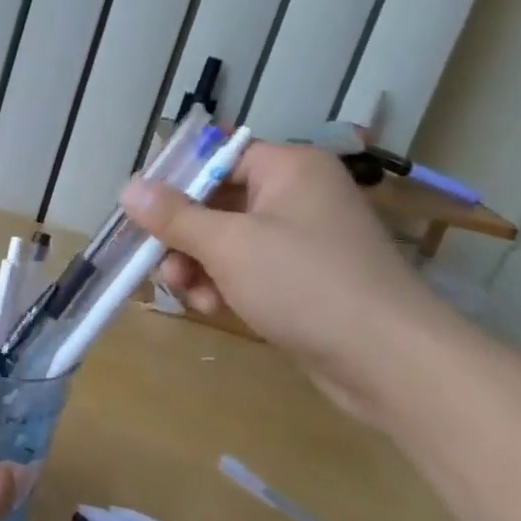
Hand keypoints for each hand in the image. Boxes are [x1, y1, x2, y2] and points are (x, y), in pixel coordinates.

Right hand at [119, 143, 449, 424]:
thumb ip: (174, 216)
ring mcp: (302, 240)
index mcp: (288, 168)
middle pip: (216, 202)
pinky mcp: (303, 280)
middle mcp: (297, 195)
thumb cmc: (305, 283)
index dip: (175, 181)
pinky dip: (224, 284)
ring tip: (186, 292)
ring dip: (197, 265)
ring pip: (226, 240)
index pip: (216, 157)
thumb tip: (129, 188)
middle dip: (182, 235)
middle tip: (158, 262)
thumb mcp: (228, 244)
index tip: (140, 210)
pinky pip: (248, 269)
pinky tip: (212, 307)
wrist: (391, 362)